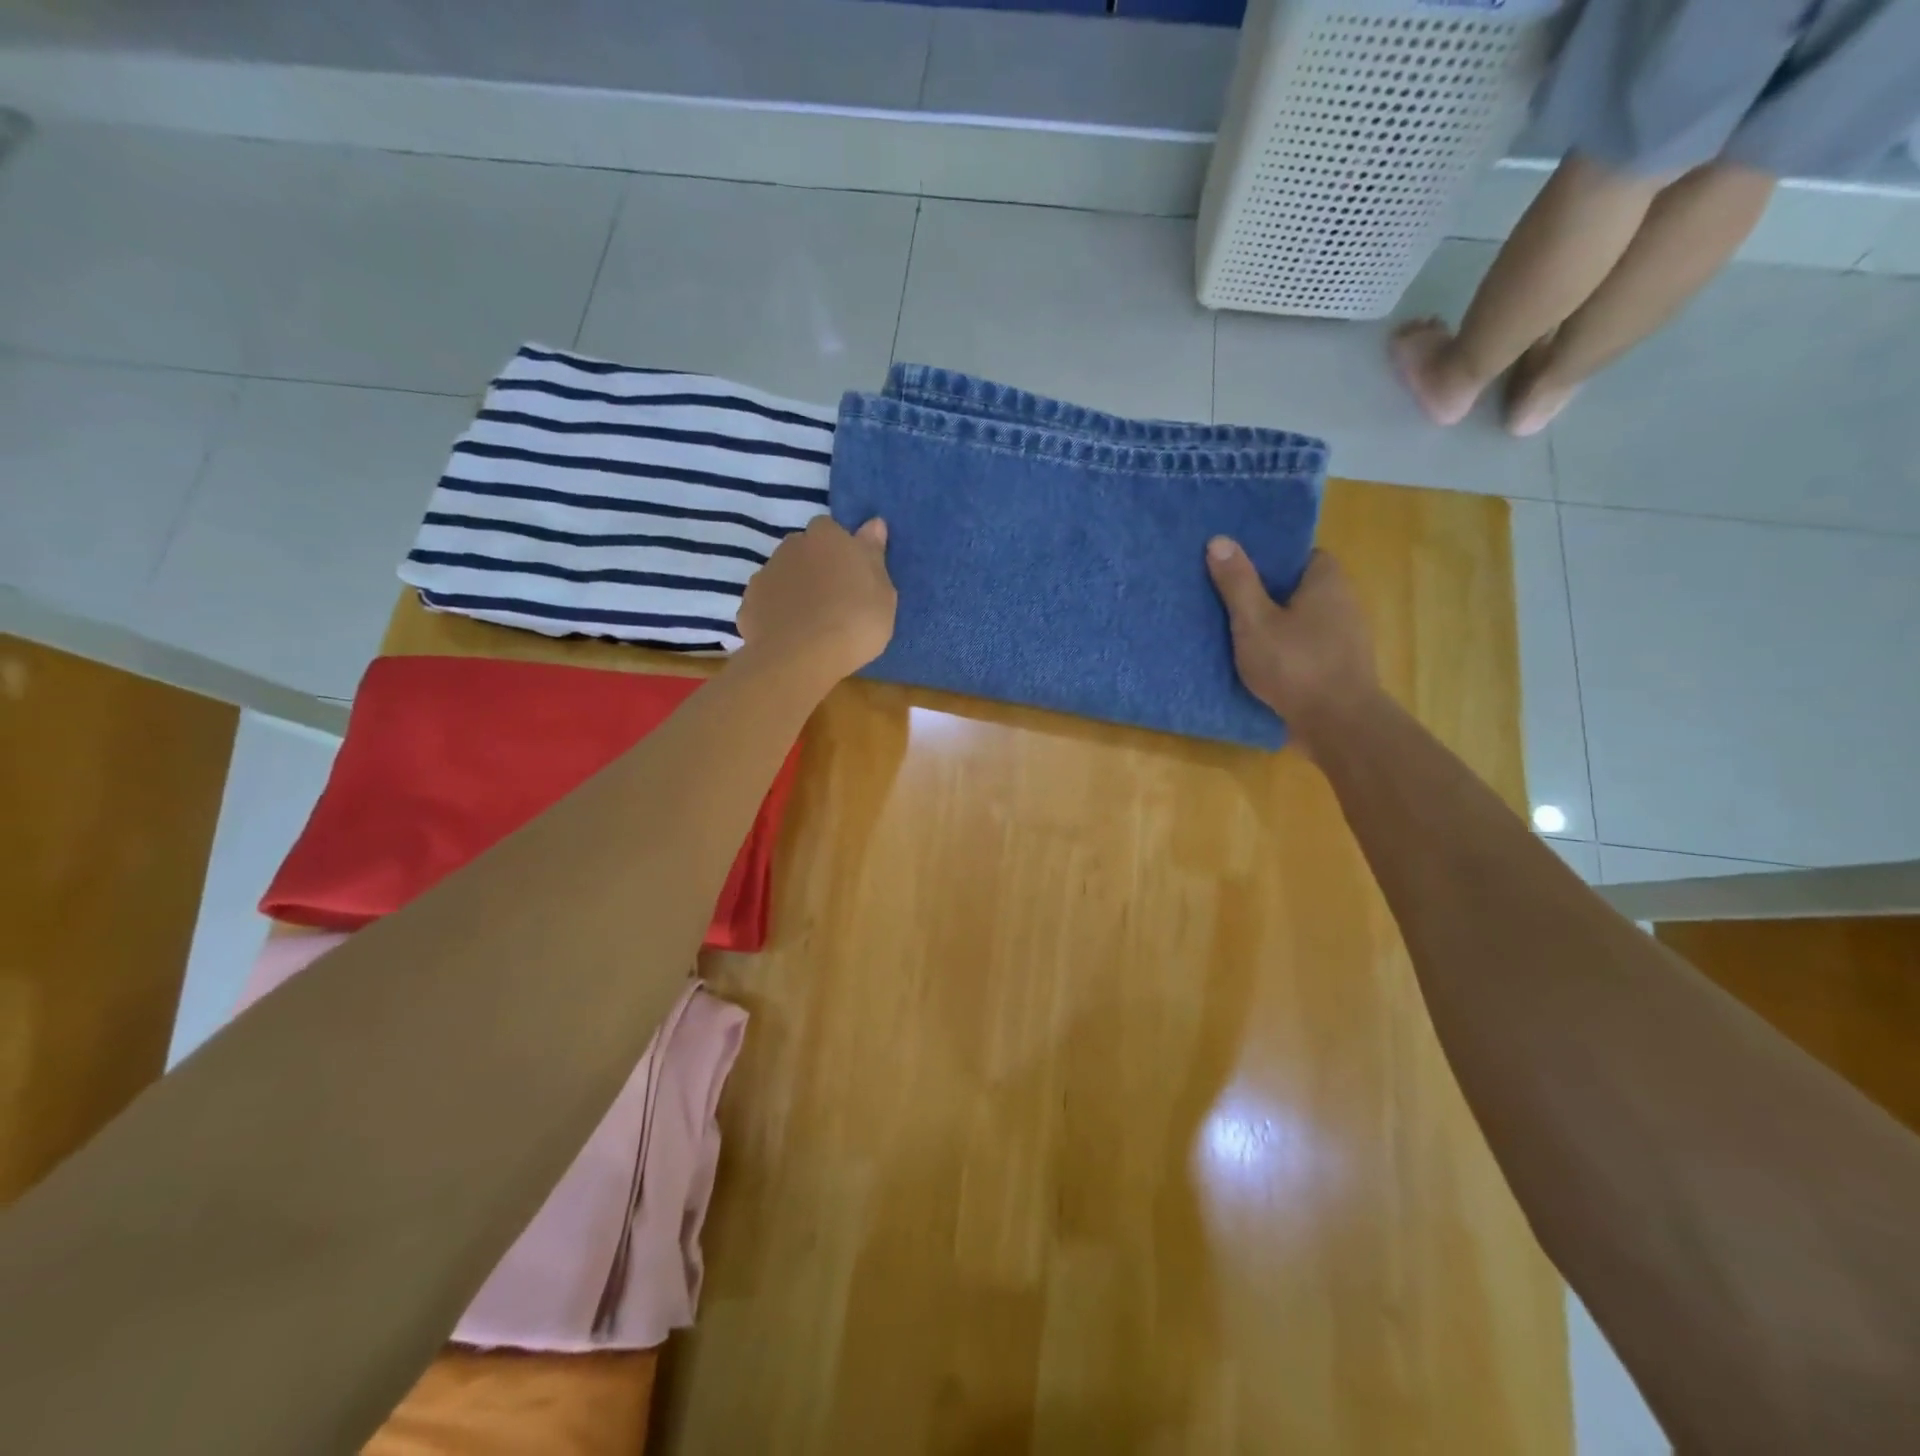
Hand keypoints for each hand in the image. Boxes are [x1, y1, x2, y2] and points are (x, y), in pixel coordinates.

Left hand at [737, 516, 896, 680]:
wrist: (801, 658)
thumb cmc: (855, 621)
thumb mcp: (883, 592)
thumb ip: (874, 555)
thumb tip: (874, 524)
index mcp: (827, 537)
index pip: (831, 529)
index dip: (840, 549)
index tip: (850, 573)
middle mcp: (792, 546)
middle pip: (804, 549)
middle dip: (815, 566)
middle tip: (834, 598)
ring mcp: (765, 574)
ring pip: (783, 575)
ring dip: (795, 589)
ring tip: (812, 621)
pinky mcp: (748, 604)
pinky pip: (767, 604)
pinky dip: (777, 614)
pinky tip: (790, 636)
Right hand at [1206, 540, 1379, 753]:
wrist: (1338, 724)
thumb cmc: (1295, 665)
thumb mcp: (1254, 622)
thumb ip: (1237, 582)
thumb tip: (1219, 540)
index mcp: (1327, 580)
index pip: (1298, 555)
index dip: (1268, 560)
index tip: (1238, 569)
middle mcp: (1343, 601)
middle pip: (1299, 587)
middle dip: (1267, 593)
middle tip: (1227, 600)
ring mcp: (1345, 636)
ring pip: (1303, 620)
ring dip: (1276, 625)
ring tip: (1236, 632)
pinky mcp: (1339, 666)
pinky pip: (1307, 646)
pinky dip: (1286, 649)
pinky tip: (1259, 662)